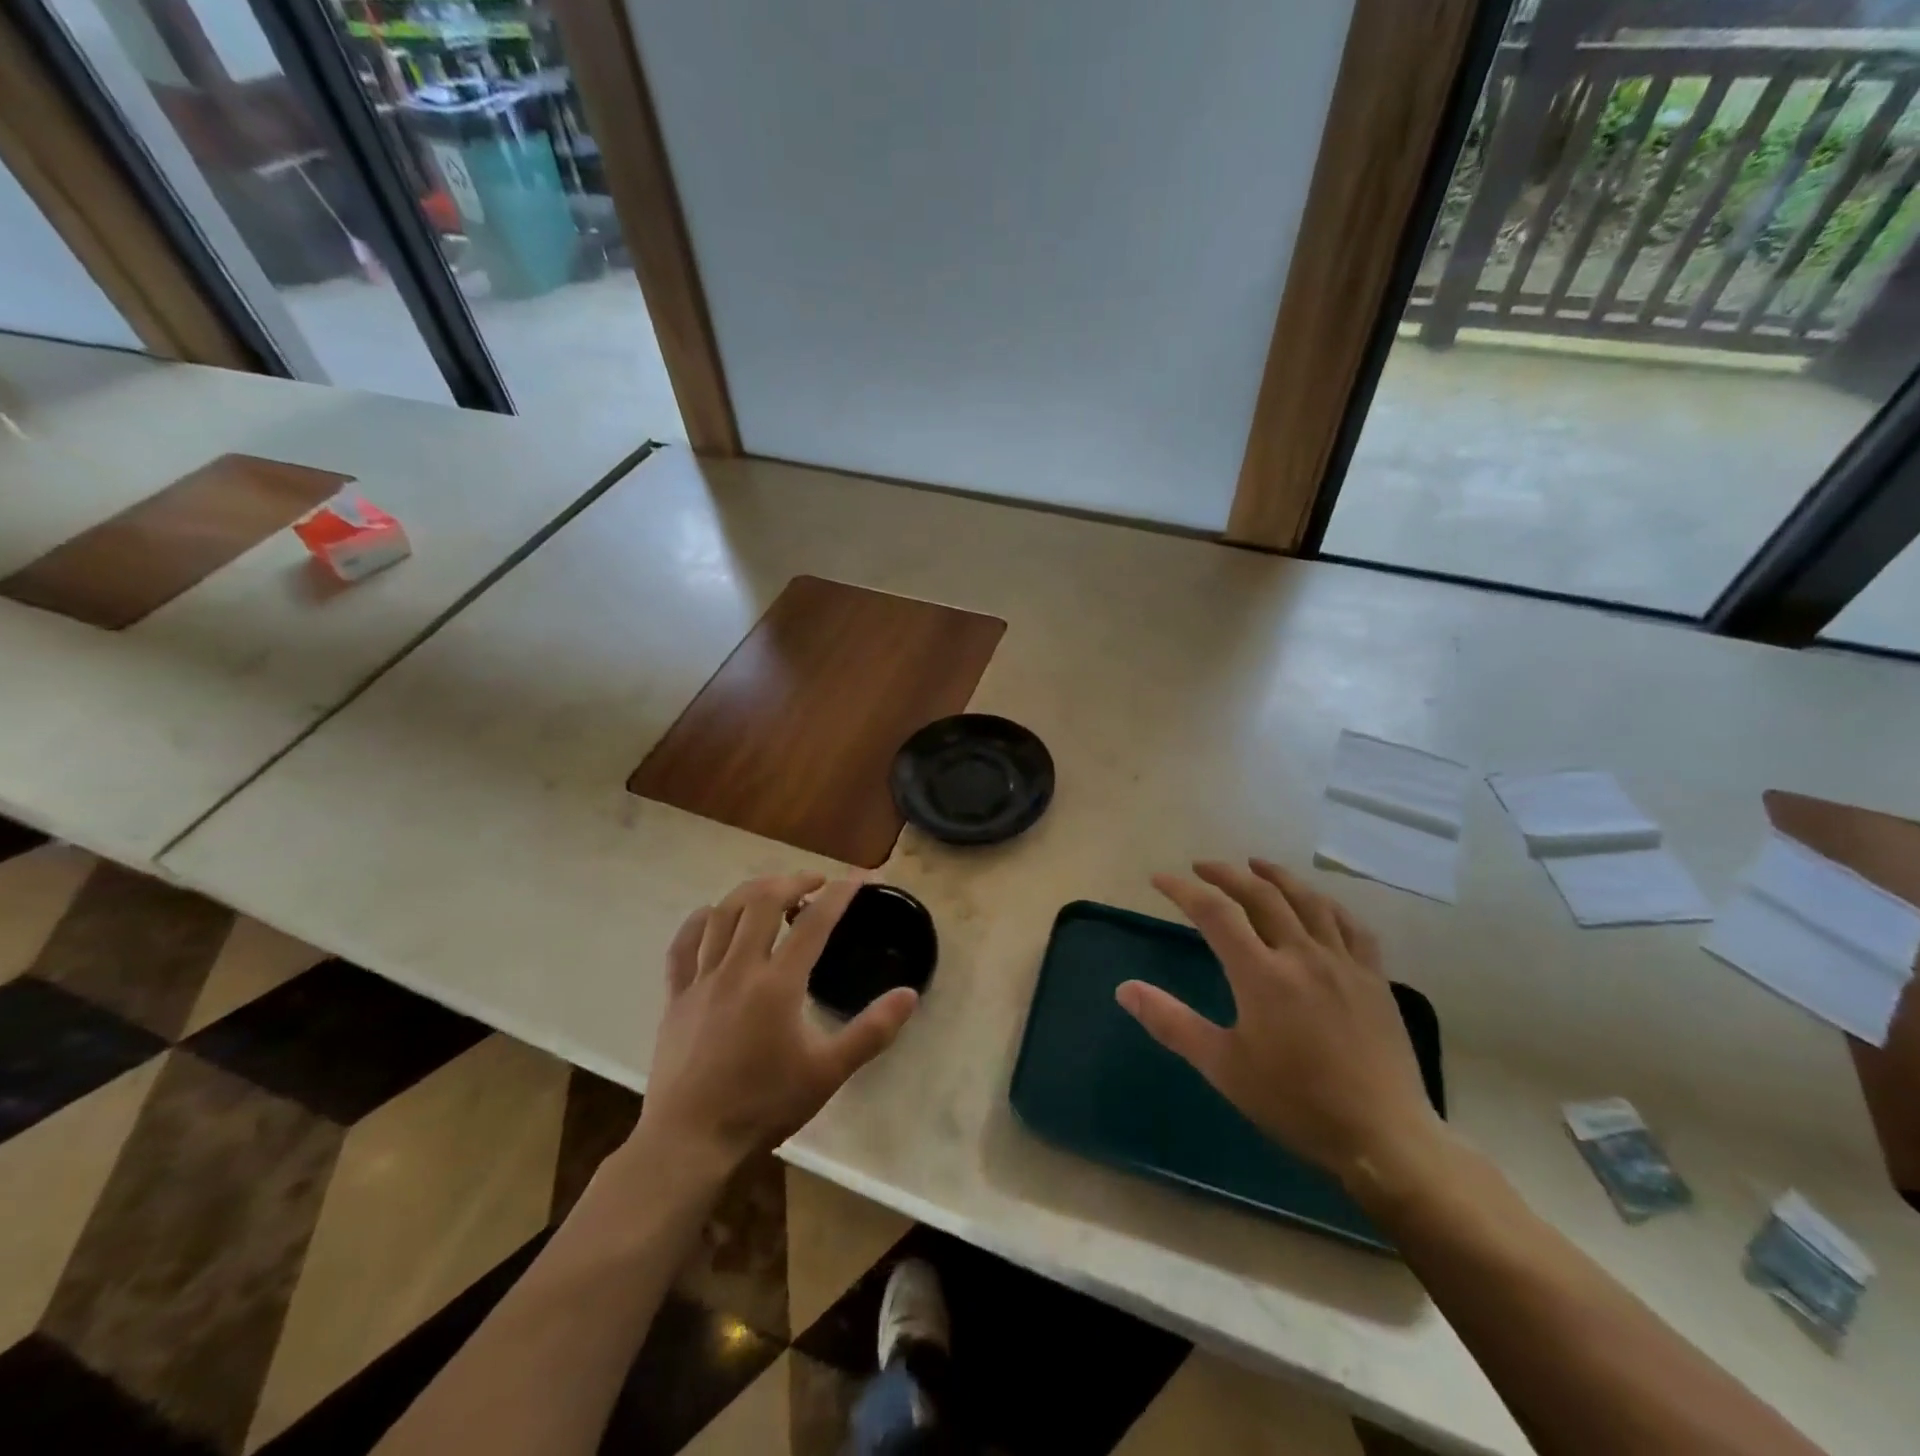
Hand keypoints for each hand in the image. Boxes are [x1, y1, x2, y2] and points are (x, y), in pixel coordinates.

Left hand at [636, 874, 918, 1166]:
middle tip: (814, 881)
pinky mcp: (676, 996)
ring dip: (751, 892)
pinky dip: (699, 920)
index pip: (814, 922)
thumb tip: (909, 994)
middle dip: (792, 880)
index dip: (839, 894)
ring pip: (722, 914)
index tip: (858, 878)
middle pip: (763, 902)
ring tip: (771, 890)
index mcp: (778, 985)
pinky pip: (682, 944)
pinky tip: (711, 915)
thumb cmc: (764, 1106)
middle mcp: (738, 969)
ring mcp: (702, 980)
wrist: (691, 1143)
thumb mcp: (828, 1072)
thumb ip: (871, 1031)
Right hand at [1116, 859, 1441, 1189]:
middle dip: (1226, 874)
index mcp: (1262, 975)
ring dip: (1276, 876)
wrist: (1384, 1138)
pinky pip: (1350, 925)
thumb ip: (1172, 1023)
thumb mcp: (1223, 1067)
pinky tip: (1317, 903)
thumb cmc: (1295, 1102)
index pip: (1215, 913)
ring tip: (1255, 865)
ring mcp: (1343, 963)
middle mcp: (1302, 955)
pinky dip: (1326, 904)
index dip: (1184, 890)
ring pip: (1307, 900)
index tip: (1159, 879)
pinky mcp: (1374, 978)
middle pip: (1260, 894)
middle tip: (1201, 867)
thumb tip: (1124, 989)